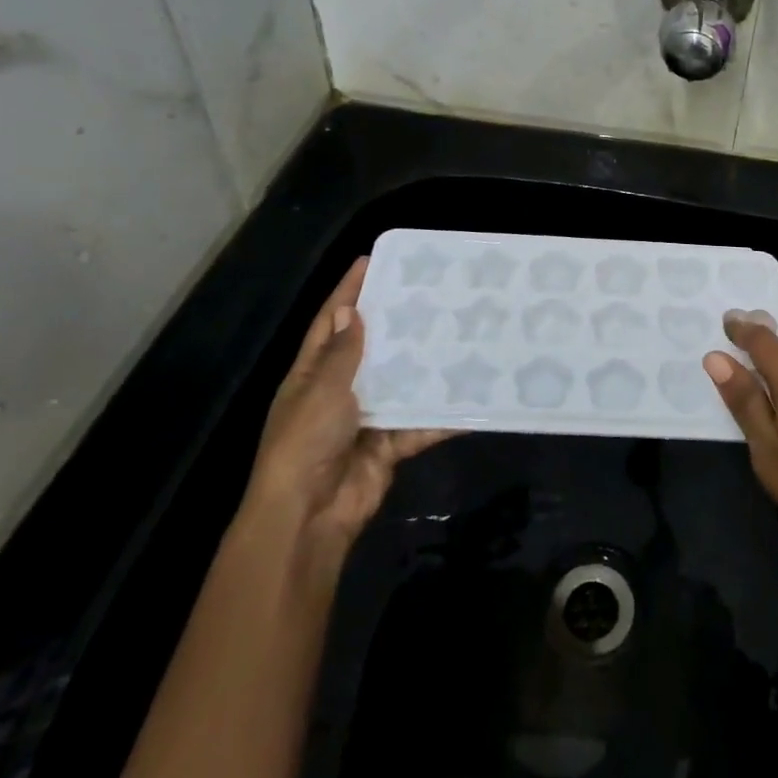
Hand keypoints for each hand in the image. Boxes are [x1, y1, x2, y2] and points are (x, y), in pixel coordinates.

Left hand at [240, 256, 451, 583]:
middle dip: (395, 324)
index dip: (347, 292)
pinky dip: (443, 415)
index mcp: (312, 375)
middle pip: (370, 349)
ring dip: (425, 365)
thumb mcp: (320, 391)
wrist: (309, 517)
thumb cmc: (305, 444)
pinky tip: (473, 396)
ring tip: (460, 332)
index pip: (330, 322)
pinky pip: (421, 423)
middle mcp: (338, 392)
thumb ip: (341, 354)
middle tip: (431, 292)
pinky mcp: (390, 445)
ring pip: (401, 383)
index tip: (371, 260)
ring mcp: (366, 419)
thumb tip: (350, 310)